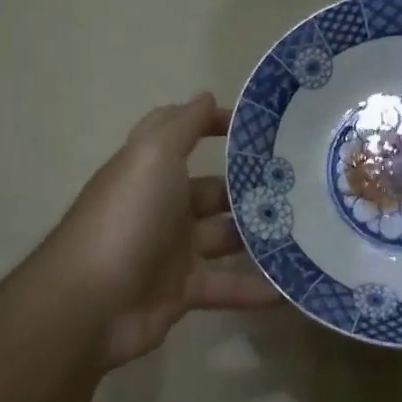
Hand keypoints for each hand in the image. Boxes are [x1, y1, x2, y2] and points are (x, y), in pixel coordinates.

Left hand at [42, 93, 281, 369]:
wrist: (91, 305)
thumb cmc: (127, 219)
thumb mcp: (152, 158)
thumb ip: (181, 126)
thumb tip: (205, 95)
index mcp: (150, 170)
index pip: (181, 134)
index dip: (214, 123)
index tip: (259, 126)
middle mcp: (161, 206)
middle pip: (213, 191)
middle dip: (251, 186)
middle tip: (303, 184)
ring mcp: (171, 251)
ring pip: (225, 237)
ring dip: (260, 235)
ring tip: (310, 229)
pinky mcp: (181, 292)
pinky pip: (226, 286)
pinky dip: (255, 288)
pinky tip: (292, 285)